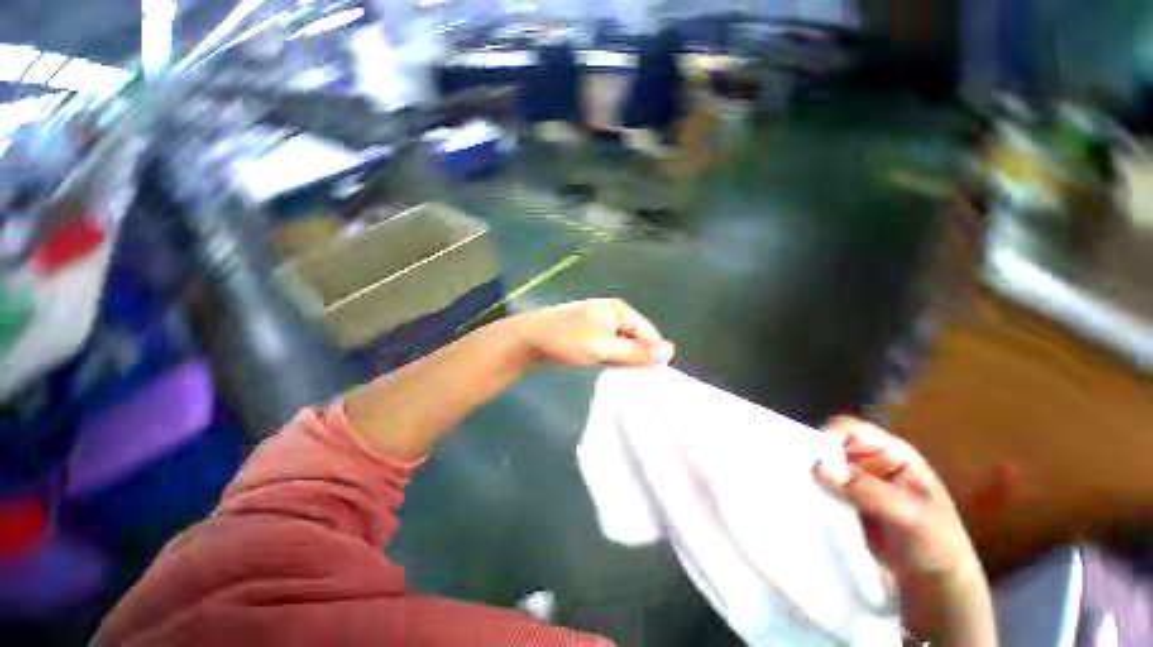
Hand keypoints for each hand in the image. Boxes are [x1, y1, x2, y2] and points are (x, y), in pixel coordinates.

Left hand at [514, 299, 674, 367]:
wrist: (530, 339)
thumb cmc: (568, 340)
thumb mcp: (605, 347)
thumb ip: (636, 352)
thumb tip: (671, 351)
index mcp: (620, 310)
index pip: (649, 333)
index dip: (652, 354)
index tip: (651, 377)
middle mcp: (613, 314)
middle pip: (636, 338)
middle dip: (636, 357)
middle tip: (634, 379)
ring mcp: (600, 324)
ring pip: (622, 345)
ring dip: (623, 359)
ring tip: (621, 375)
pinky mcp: (590, 335)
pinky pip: (609, 347)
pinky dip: (610, 358)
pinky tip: (607, 369)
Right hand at [813, 417, 995, 645]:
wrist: (934, 584)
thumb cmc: (936, 542)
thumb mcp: (909, 515)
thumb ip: (867, 490)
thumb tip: (818, 466)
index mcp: (890, 453)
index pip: (850, 429)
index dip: (828, 435)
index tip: (807, 454)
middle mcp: (868, 461)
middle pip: (830, 444)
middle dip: (811, 453)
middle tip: (791, 469)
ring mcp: (854, 482)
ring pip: (822, 465)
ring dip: (808, 474)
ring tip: (791, 484)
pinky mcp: (843, 501)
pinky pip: (821, 487)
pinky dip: (810, 491)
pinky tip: (800, 499)